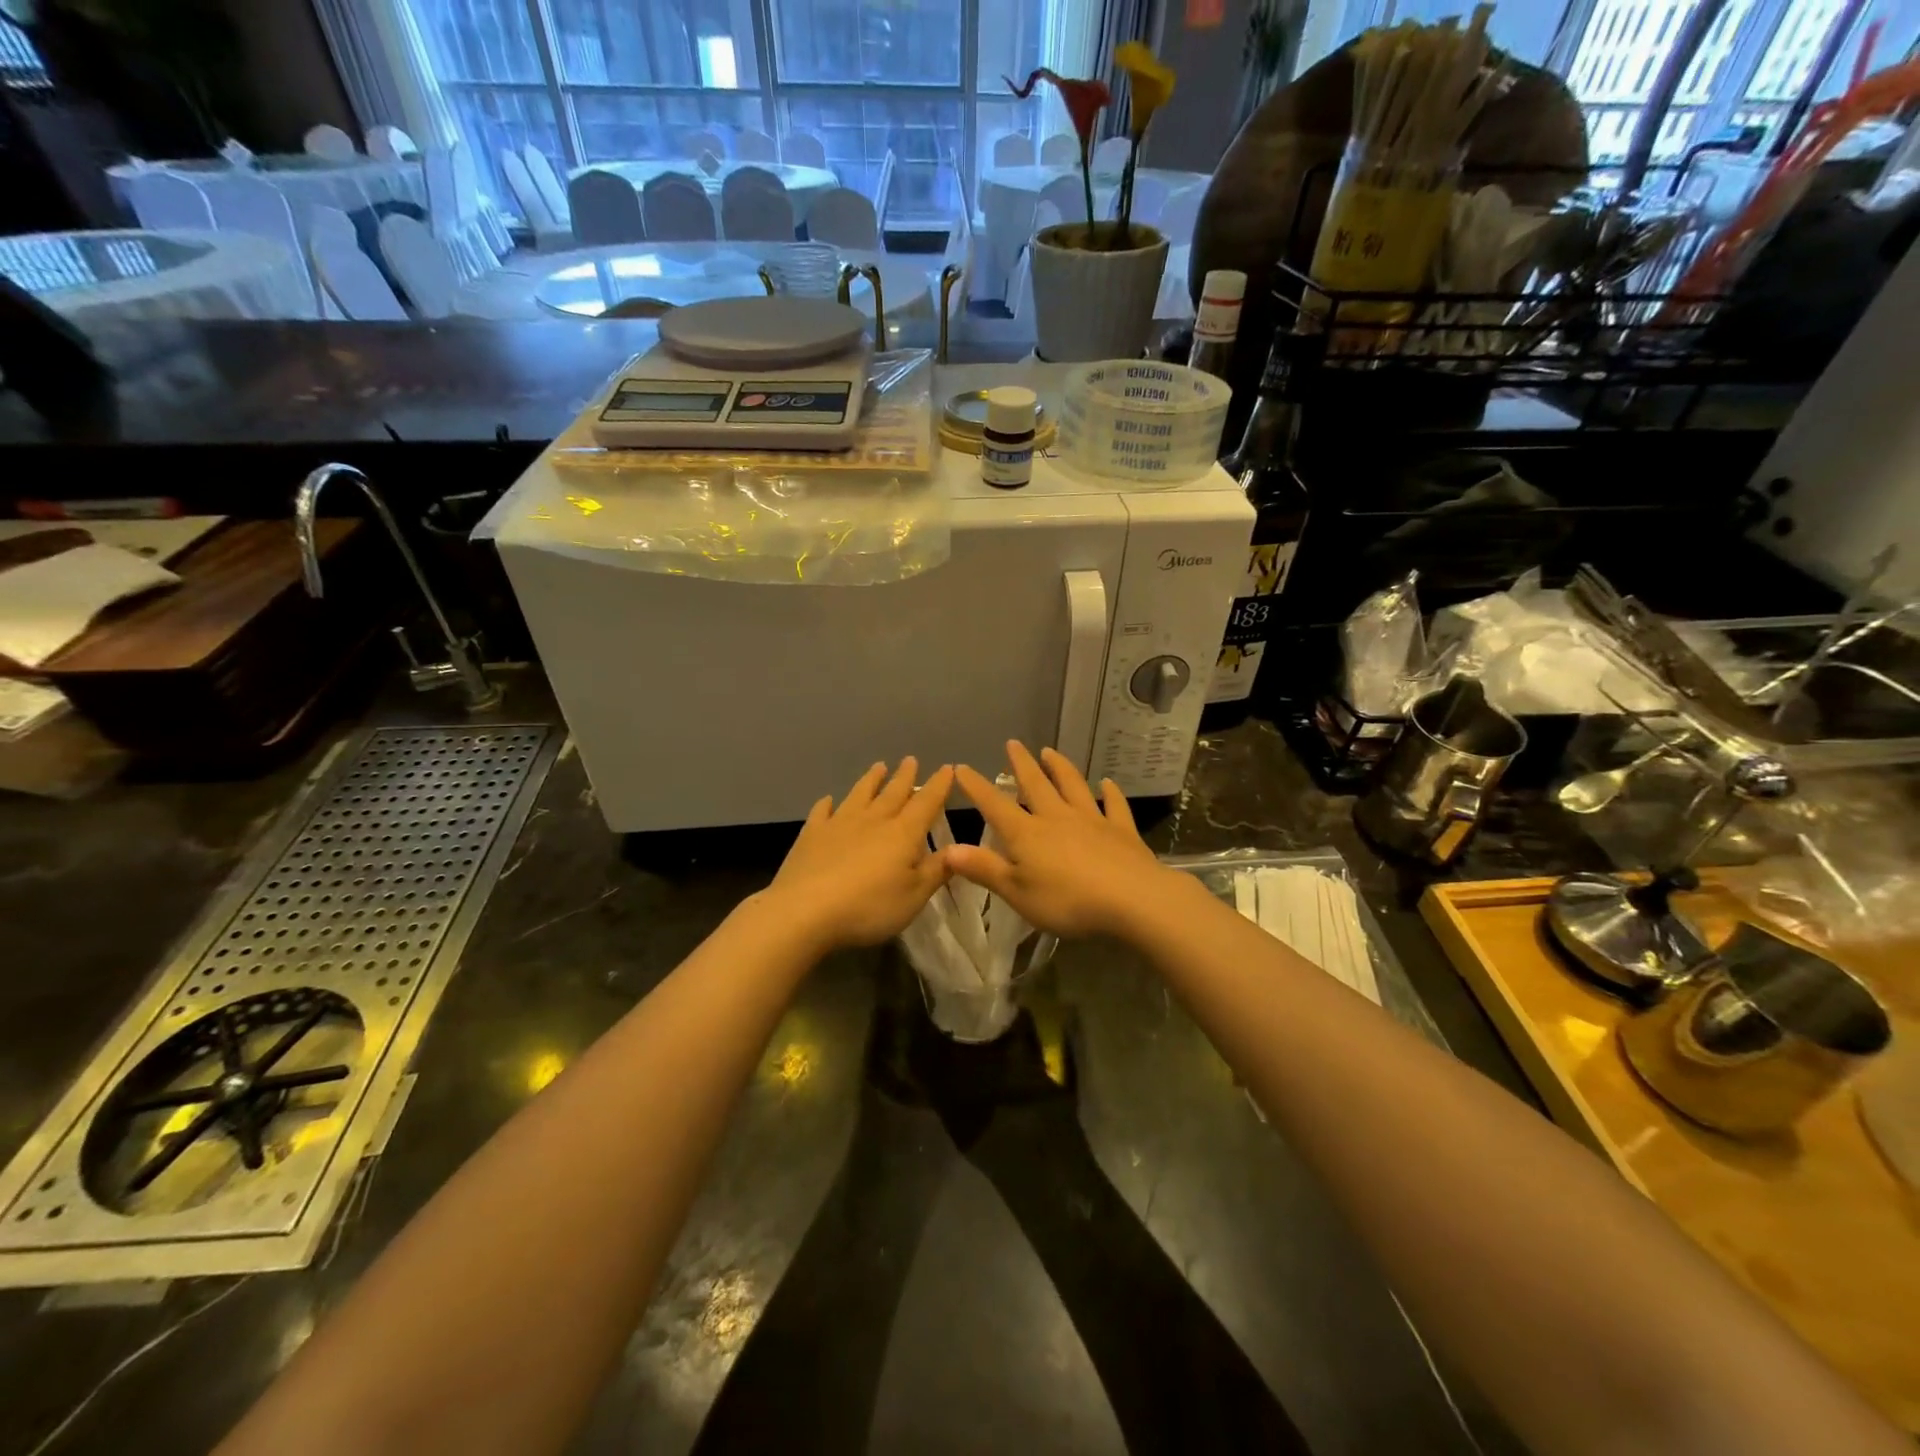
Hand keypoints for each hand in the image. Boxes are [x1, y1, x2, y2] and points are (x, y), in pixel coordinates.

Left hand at [765, 758, 955, 951]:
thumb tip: (958, 848)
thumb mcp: (914, 896)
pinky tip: (828, 800)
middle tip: (910, 759)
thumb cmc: (868, 907)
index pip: (926, 803)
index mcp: (903, 833)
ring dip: (871, 780)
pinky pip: (822, 812)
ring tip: (879, 766)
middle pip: (893, 792)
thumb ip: (937, 870)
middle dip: (905, 776)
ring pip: (859, 794)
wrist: (804, 912)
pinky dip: (827, 804)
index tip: (948, 768)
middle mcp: (873, 820)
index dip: (939, 785)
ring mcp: (839, 824)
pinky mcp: (811, 835)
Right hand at [944, 743, 1180, 938]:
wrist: (1132, 900)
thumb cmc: (1067, 901)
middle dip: (1021, 764)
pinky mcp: (1121, 832)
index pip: (995, 805)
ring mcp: (1092, 821)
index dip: (976, 787)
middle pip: (1036, 785)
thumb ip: (984, 869)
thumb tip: (948, 849)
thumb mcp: (1017, 892)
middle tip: (1013, 744)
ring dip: (1060, 768)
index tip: (961, 767)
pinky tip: (1107, 784)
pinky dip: (1110, 793)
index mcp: (1027, 834)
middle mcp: (1057, 818)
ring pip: (1072, 787)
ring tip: (1050, 752)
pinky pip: (1114, 806)